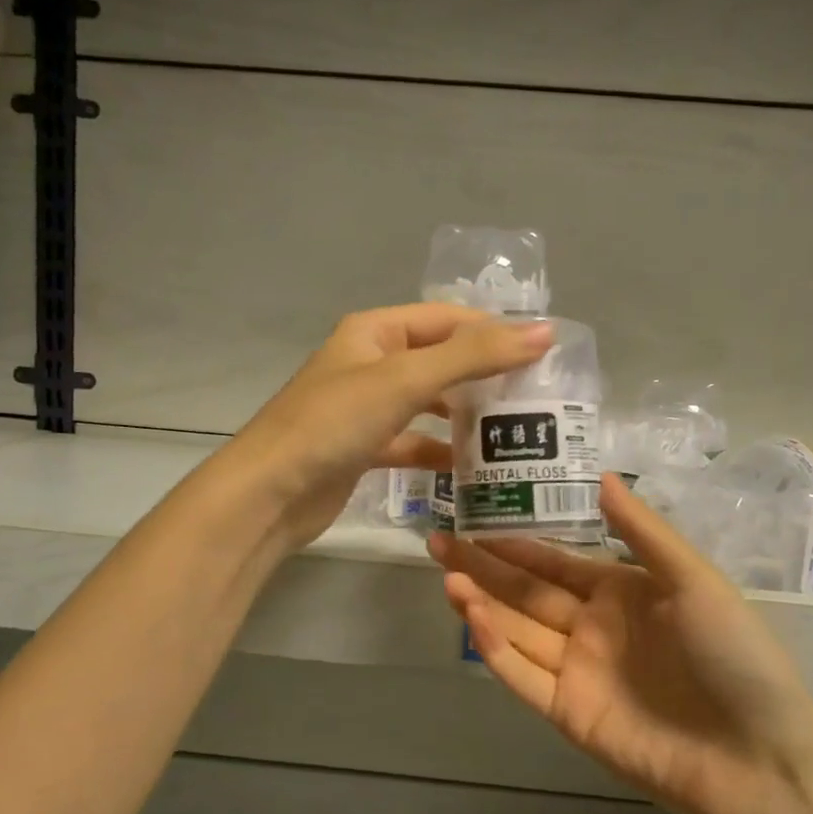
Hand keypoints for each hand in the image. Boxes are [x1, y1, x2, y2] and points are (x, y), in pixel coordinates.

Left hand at [228, 304, 553, 547]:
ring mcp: (366, 408)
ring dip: (464, 413)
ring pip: (427, 402)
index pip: (448, 319)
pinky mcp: (364, 448)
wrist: (268, 494)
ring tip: (514, 429)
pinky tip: (471, 466)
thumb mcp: (406, 380)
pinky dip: (438, 450)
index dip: (494, 330)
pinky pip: (411, 441)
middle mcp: (370, 363)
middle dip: (484, 374)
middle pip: (439, 360)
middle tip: (536, 395)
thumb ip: (473, 355)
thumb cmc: (334, 424)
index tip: (543, 353)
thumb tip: (543, 332)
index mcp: (375, 332)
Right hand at [429, 475, 812, 813]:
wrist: (758, 759)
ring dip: (481, 603)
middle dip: (483, 567)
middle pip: (525, 592)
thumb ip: (642, 532)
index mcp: (621, 592)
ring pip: (517, 630)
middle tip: (438, 542)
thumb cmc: (734, 655)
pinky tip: (473, 618)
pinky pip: (523, 676)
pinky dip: (495, 649)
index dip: (515, 542)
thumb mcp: (694, 580)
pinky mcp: (568, 713)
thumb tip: (601, 474)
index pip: (554, 562)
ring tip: (446, 575)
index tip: (474, 518)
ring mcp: (577, 672)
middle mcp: (592, 627)